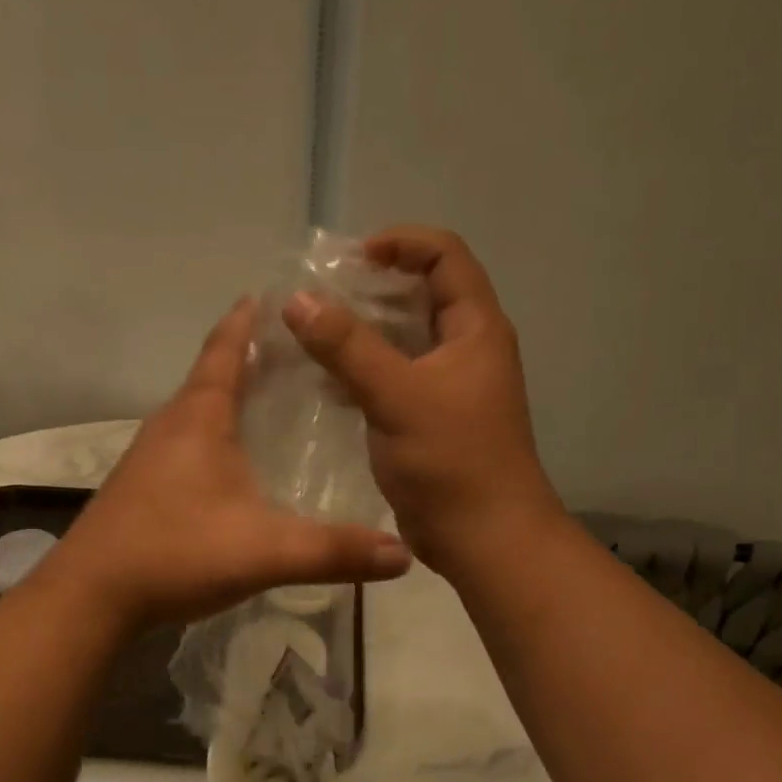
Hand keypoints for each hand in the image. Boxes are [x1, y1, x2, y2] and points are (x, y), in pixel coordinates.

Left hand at [51, 300, 413, 628]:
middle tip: (302, 351)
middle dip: (252, 356)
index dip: (248, 320)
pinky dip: (216, 432)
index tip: (273, 294)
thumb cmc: (175, 552)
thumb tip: (405, 556)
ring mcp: (151, 456)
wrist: (91, 597)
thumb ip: (335, 552)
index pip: (225, 349)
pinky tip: (237, 460)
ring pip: (199, 411)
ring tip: (276, 398)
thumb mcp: (266, 551)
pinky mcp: (143, 486)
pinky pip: (188, 441)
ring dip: (232, 396)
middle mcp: (171, 425)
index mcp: (199, 418)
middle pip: (214, 375)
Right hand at [283, 226, 563, 572]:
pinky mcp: (429, 418)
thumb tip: (297, 299)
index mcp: (475, 329)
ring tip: (312, 334)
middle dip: (371, 287)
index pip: (445, 256)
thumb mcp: (397, 395)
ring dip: (361, 332)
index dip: (401, 243)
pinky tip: (324, 382)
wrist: (484, 537)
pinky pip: (392, 378)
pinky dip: (361, 371)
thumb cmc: (452, 460)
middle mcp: (466, 348)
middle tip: (321, 295)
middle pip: (421, 294)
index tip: (351, 258)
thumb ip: (347, 346)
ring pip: (402, 339)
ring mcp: (448, 386)